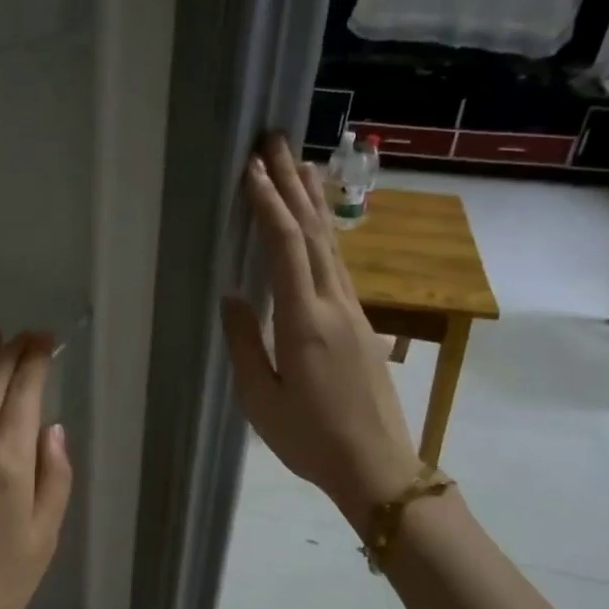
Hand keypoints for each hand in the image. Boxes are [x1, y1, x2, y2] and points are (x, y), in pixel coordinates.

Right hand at [220, 135, 420, 523]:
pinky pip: (339, 266)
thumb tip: (232, 295)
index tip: (250, 171)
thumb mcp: (260, 398)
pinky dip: (326, 235)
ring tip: (301, 165)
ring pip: (333, 246)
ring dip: (315, 203)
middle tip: (276, 142)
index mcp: (304, 321)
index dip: (268, 206)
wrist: (376, 466)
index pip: (286, 248)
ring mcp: (354, 313)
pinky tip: (320, 226)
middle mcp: (335, 305)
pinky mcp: (362, 325)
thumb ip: (245, 342)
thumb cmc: (309, 438)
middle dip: (292, 185)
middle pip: (315, 233)